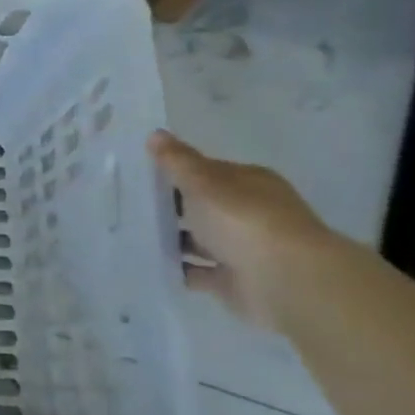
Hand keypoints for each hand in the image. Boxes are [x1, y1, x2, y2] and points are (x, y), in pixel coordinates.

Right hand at [148, 131, 340, 329]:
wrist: (284, 280)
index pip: (208, 172)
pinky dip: (180, 270)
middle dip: (173, 207)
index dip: (177, 172)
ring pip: (201, 240)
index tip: (142, 177)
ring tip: (134, 236)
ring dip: (175, 240)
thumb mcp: (203, 182)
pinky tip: (151, 265)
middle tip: (130, 206)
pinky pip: (200, 273)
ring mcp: (243, 249)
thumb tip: (155, 133)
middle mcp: (249, 213)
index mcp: (248, 183)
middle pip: (204, 207)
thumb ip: (178, 161)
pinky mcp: (234, 281)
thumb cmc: (243, 219)